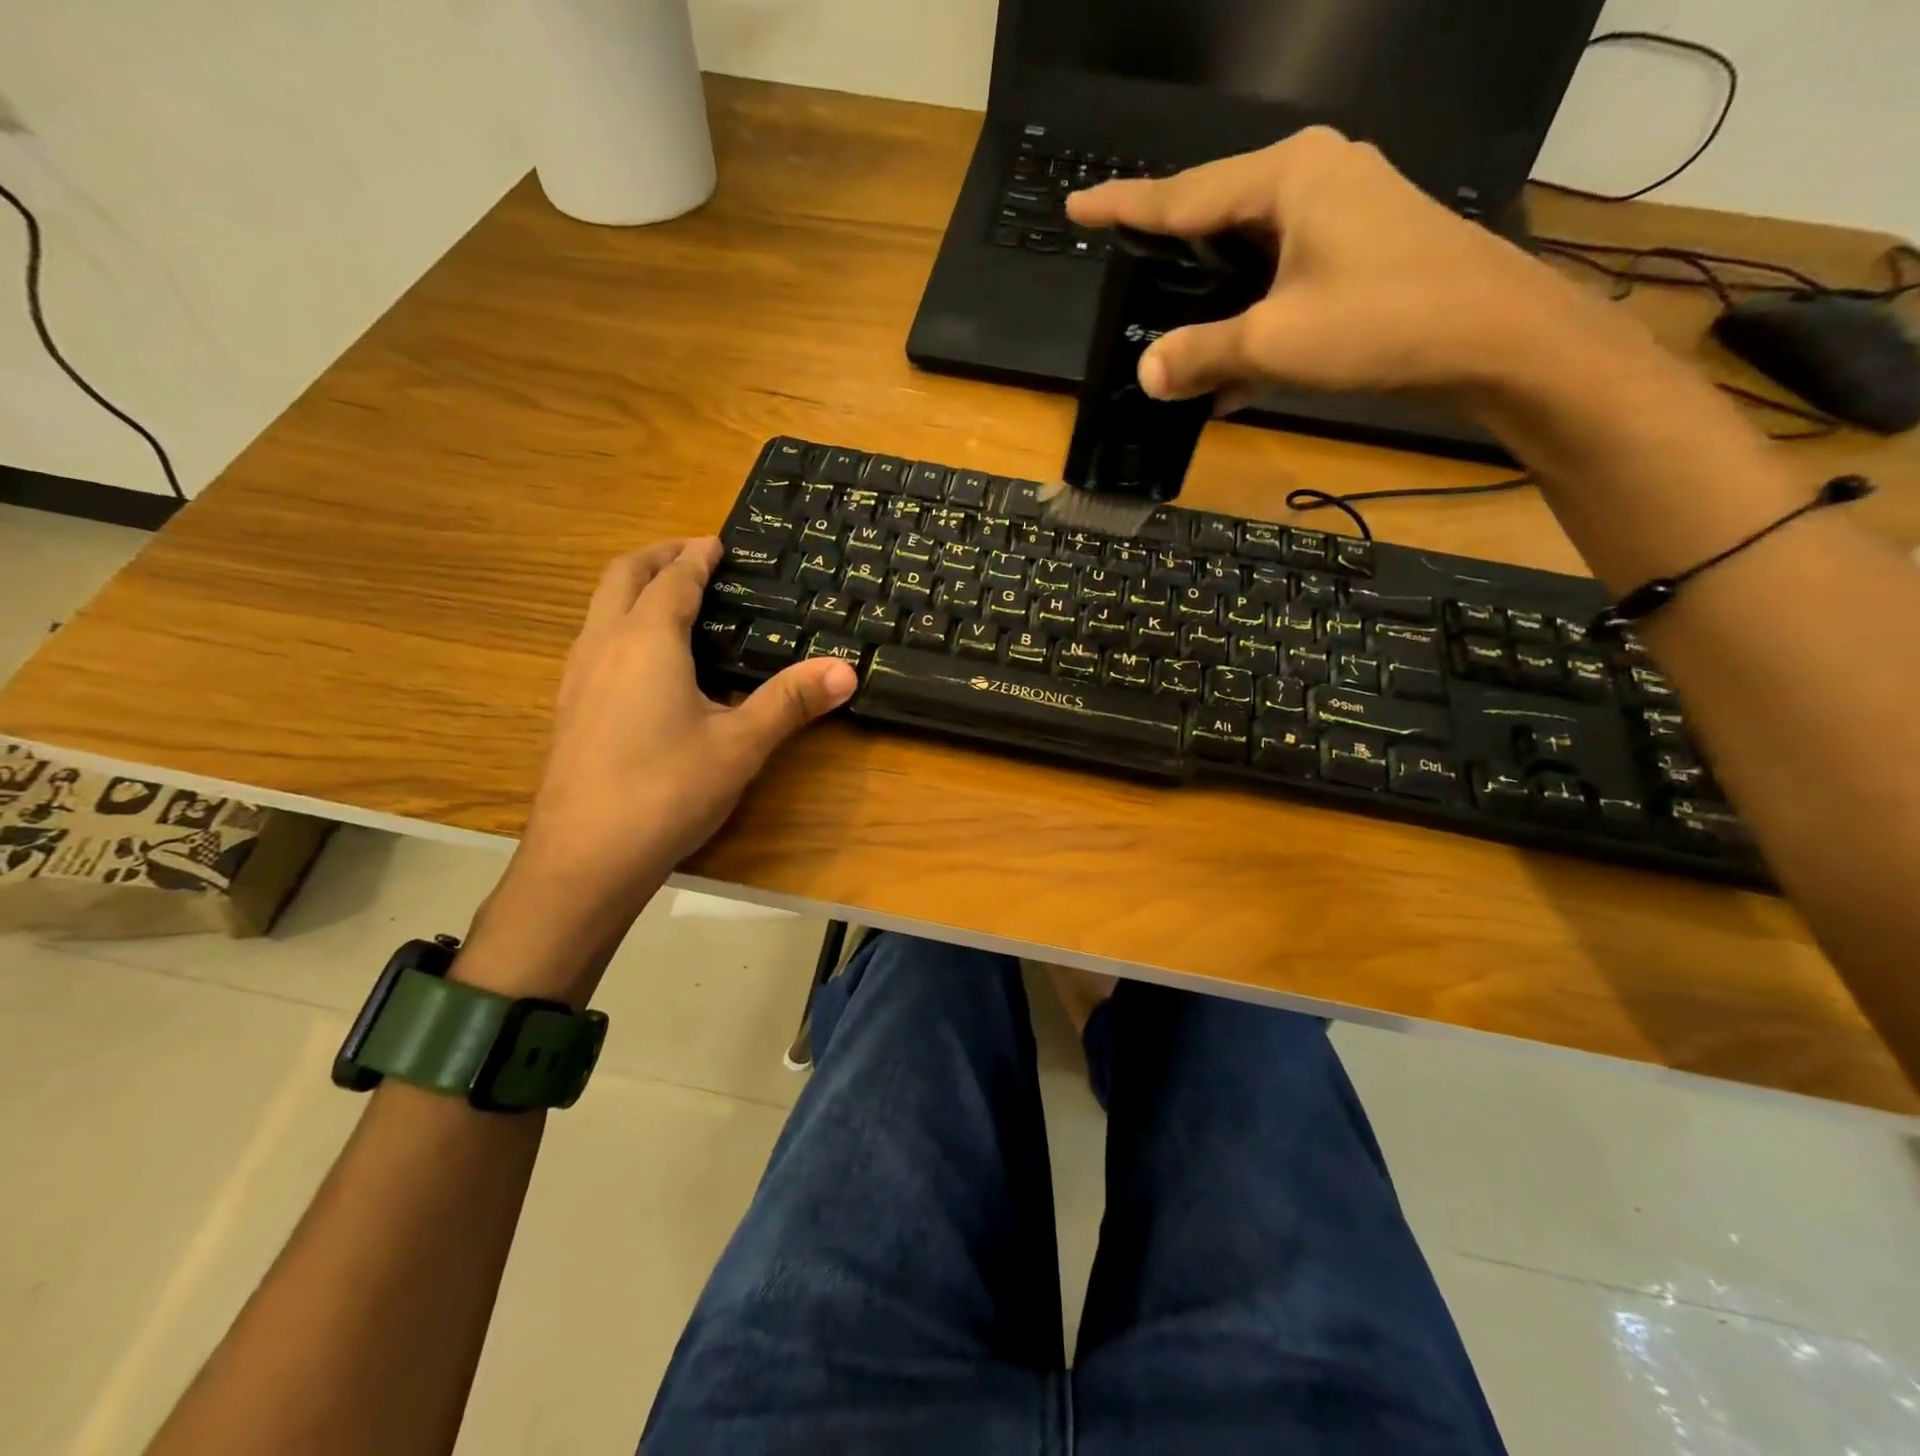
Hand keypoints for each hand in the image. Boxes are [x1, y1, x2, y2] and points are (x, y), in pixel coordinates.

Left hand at [509, 538, 855, 928]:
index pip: (673, 580)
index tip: (718, 543)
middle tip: (693, 555)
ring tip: (672, 600)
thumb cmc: (667, 790)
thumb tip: (846, 670)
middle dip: (657, 557)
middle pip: (621, 577)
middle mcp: (603, 646)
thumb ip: (790, 701)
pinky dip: (621, 623)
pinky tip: (645, 663)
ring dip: (634, 589)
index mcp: (646, 641)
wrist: (584, 858)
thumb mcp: (740, 745)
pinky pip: (594, 641)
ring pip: (600, 608)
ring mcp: (576, 677)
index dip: (697, 557)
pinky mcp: (568, 709)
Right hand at [1067, 127, 1613, 403]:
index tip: (1077, 209)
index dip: (1124, 207)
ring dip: (1209, 299)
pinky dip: (1250, 319)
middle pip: (1216, 217)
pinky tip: (1226, 372)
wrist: (1497, 340)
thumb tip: (1145, 371)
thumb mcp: (1274, 342)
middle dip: (1168, 249)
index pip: (1183, 194)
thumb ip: (1201, 354)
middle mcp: (1314, 178)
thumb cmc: (1382, 322)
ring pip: (1248, 255)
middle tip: (1121, 266)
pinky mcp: (1359, 252)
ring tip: (1166, 323)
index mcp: (1288, 177)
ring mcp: (1342, 214)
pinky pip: (1281, 280)